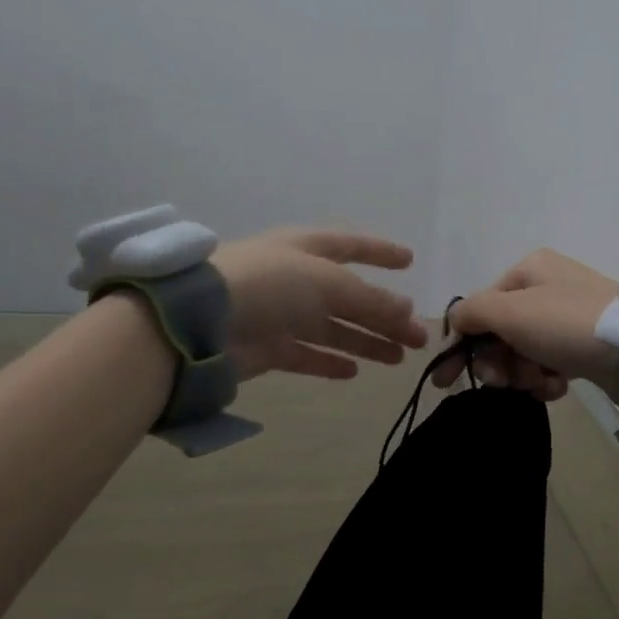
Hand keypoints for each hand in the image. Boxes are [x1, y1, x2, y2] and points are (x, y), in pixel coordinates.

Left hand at [212, 228, 428, 381]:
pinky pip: (306, 354)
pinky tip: (354, 372)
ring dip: (366, 341)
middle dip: (385, 314)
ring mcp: (280, 314)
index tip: (410, 262)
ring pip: (333, 328)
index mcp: (306, 248)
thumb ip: (371, 300)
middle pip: (350, 296)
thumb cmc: (270, 284)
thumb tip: (408, 311)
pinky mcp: (267, 348)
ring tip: (399, 358)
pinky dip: (329, 362)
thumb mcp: (329, 283)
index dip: (381, 252)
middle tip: (419, 336)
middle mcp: (295, 278)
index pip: (351, 245)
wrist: (199, 321)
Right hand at [431, 249, 618, 402]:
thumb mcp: (509, 311)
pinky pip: (551, 365)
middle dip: (498, 361)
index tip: (447, 380)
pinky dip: (548, 380)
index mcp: (530, 269)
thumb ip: (471, 312)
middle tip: (503, 382)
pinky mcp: (587, 346)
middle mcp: (549, 288)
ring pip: (525, 352)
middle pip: (502, 331)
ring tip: (538, 382)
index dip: (463, 341)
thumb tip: (455, 322)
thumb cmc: (564, 323)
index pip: (482, 305)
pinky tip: (556, 387)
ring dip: (523, 373)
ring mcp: (570, 318)